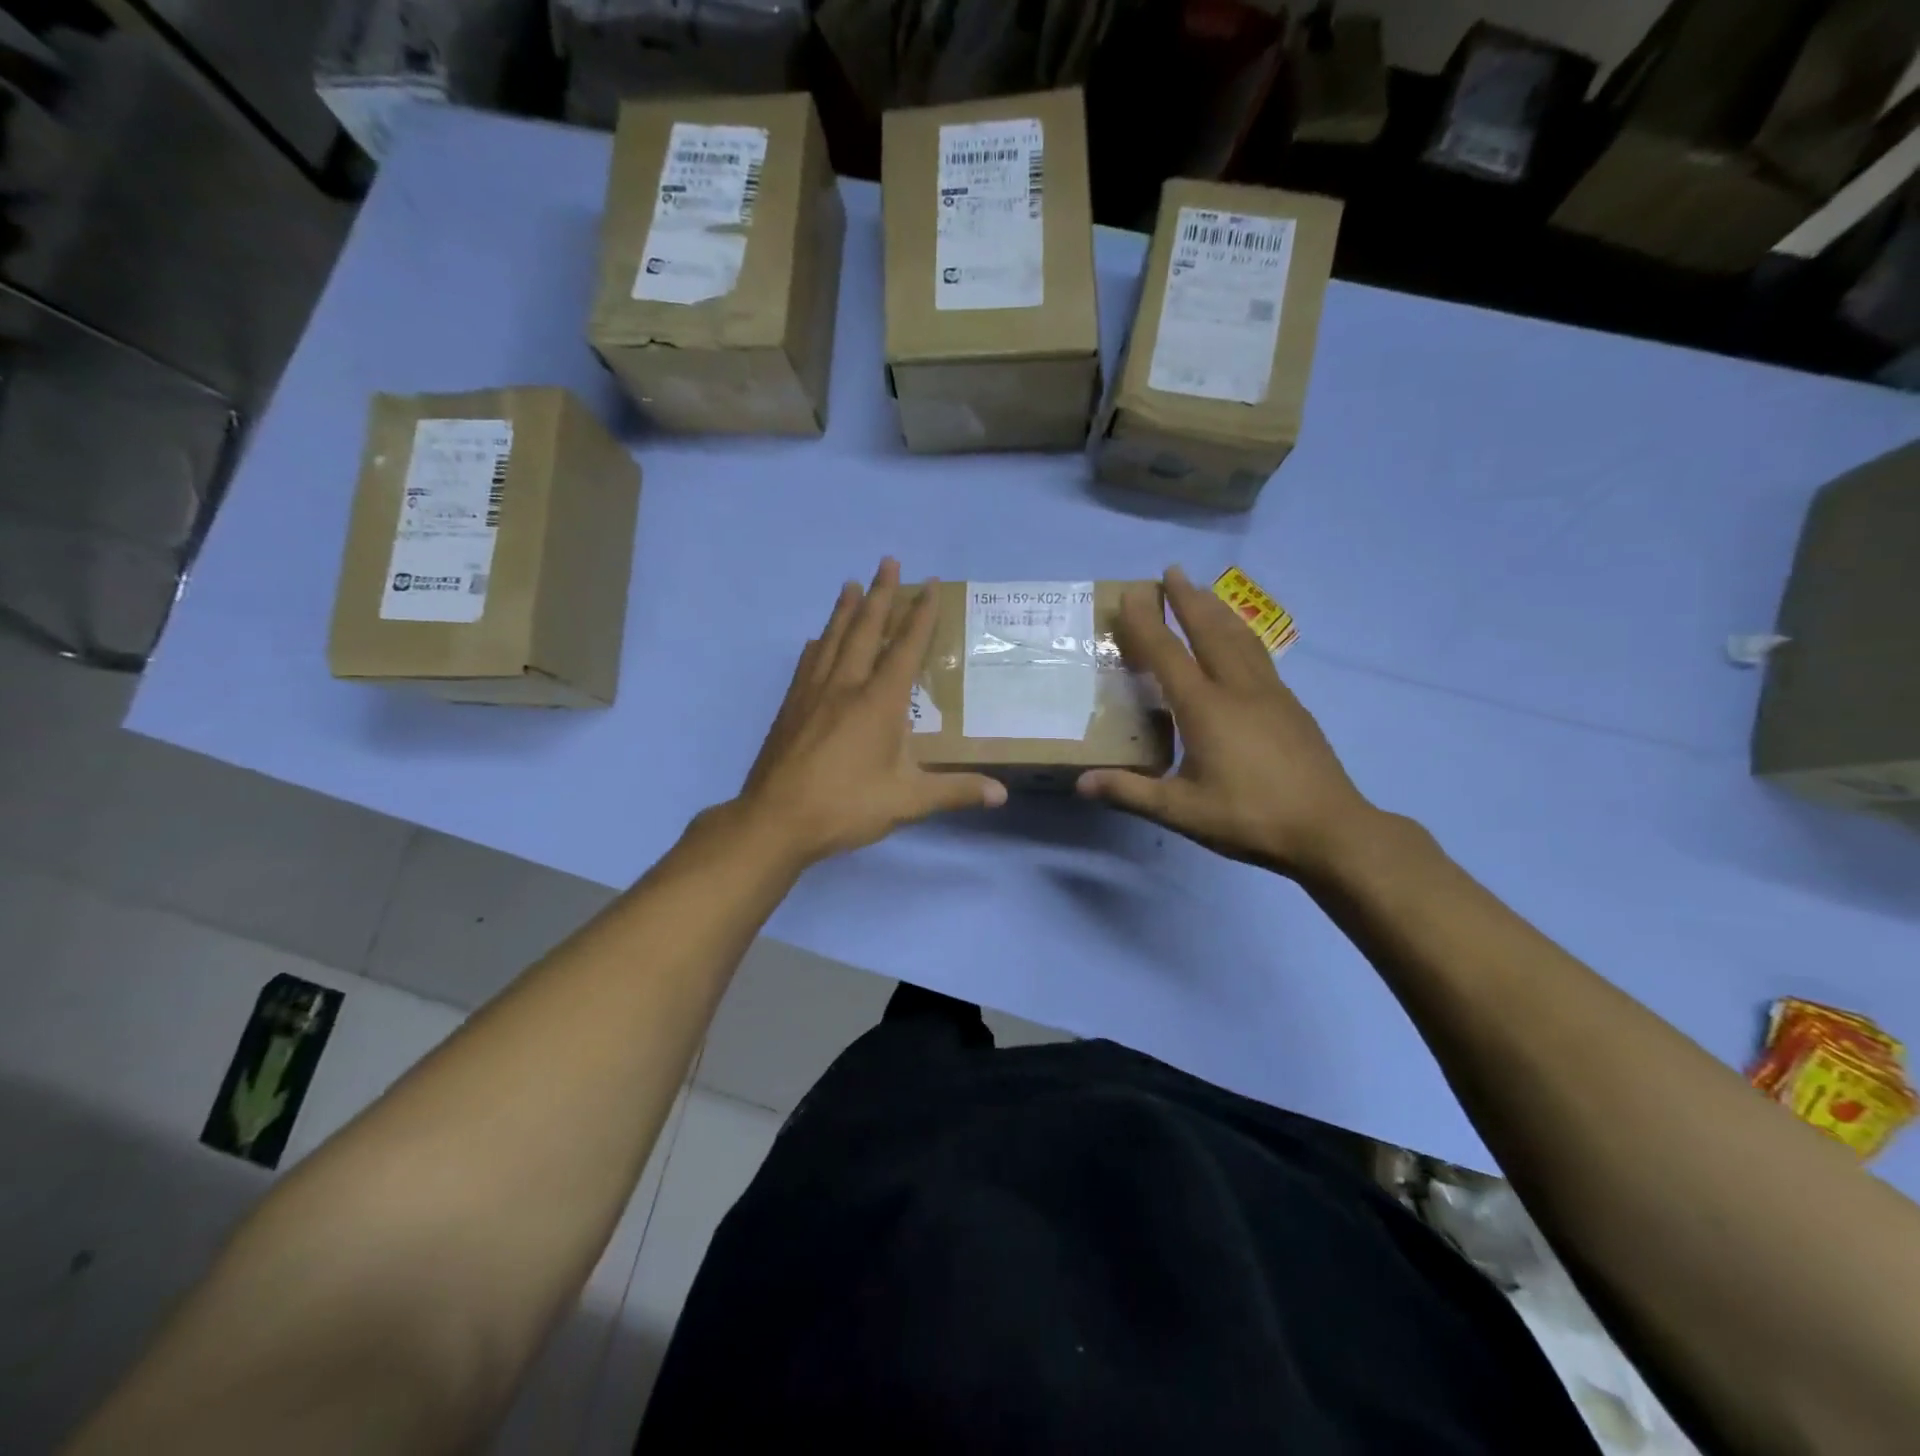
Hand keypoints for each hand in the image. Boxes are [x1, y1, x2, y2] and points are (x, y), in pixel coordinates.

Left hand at [735, 559, 1006, 866]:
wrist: (775, 820)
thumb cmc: (846, 806)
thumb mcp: (907, 802)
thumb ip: (955, 791)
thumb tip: (1002, 795)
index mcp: (879, 702)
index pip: (906, 648)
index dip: (920, 615)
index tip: (930, 584)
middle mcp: (846, 685)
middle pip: (865, 629)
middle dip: (880, 594)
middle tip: (888, 562)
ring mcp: (813, 693)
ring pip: (832, 639)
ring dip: (845, 610)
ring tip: (851, 584)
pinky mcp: (791, 707)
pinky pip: (808, 663)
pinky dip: (818, 645)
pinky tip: (816, 641)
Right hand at [1077, 566, 1378, 879]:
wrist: (1329, 829)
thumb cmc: (1249, 817)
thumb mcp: (1181, 811)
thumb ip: (1130, 792)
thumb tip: (1081, 783)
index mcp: (1206, 708)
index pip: (1168, 653)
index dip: (1147, 622)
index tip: (1132, 593)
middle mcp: (1238, 689)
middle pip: (1209, 631)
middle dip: (1188, 599)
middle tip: (1173, 570)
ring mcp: (1270, 694)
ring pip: (1240, 638)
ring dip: (1218, 610)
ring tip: (1204, 592)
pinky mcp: (1292, 706)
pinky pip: (1259, 656)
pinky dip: (1241, 635)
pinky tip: (1241, 643)